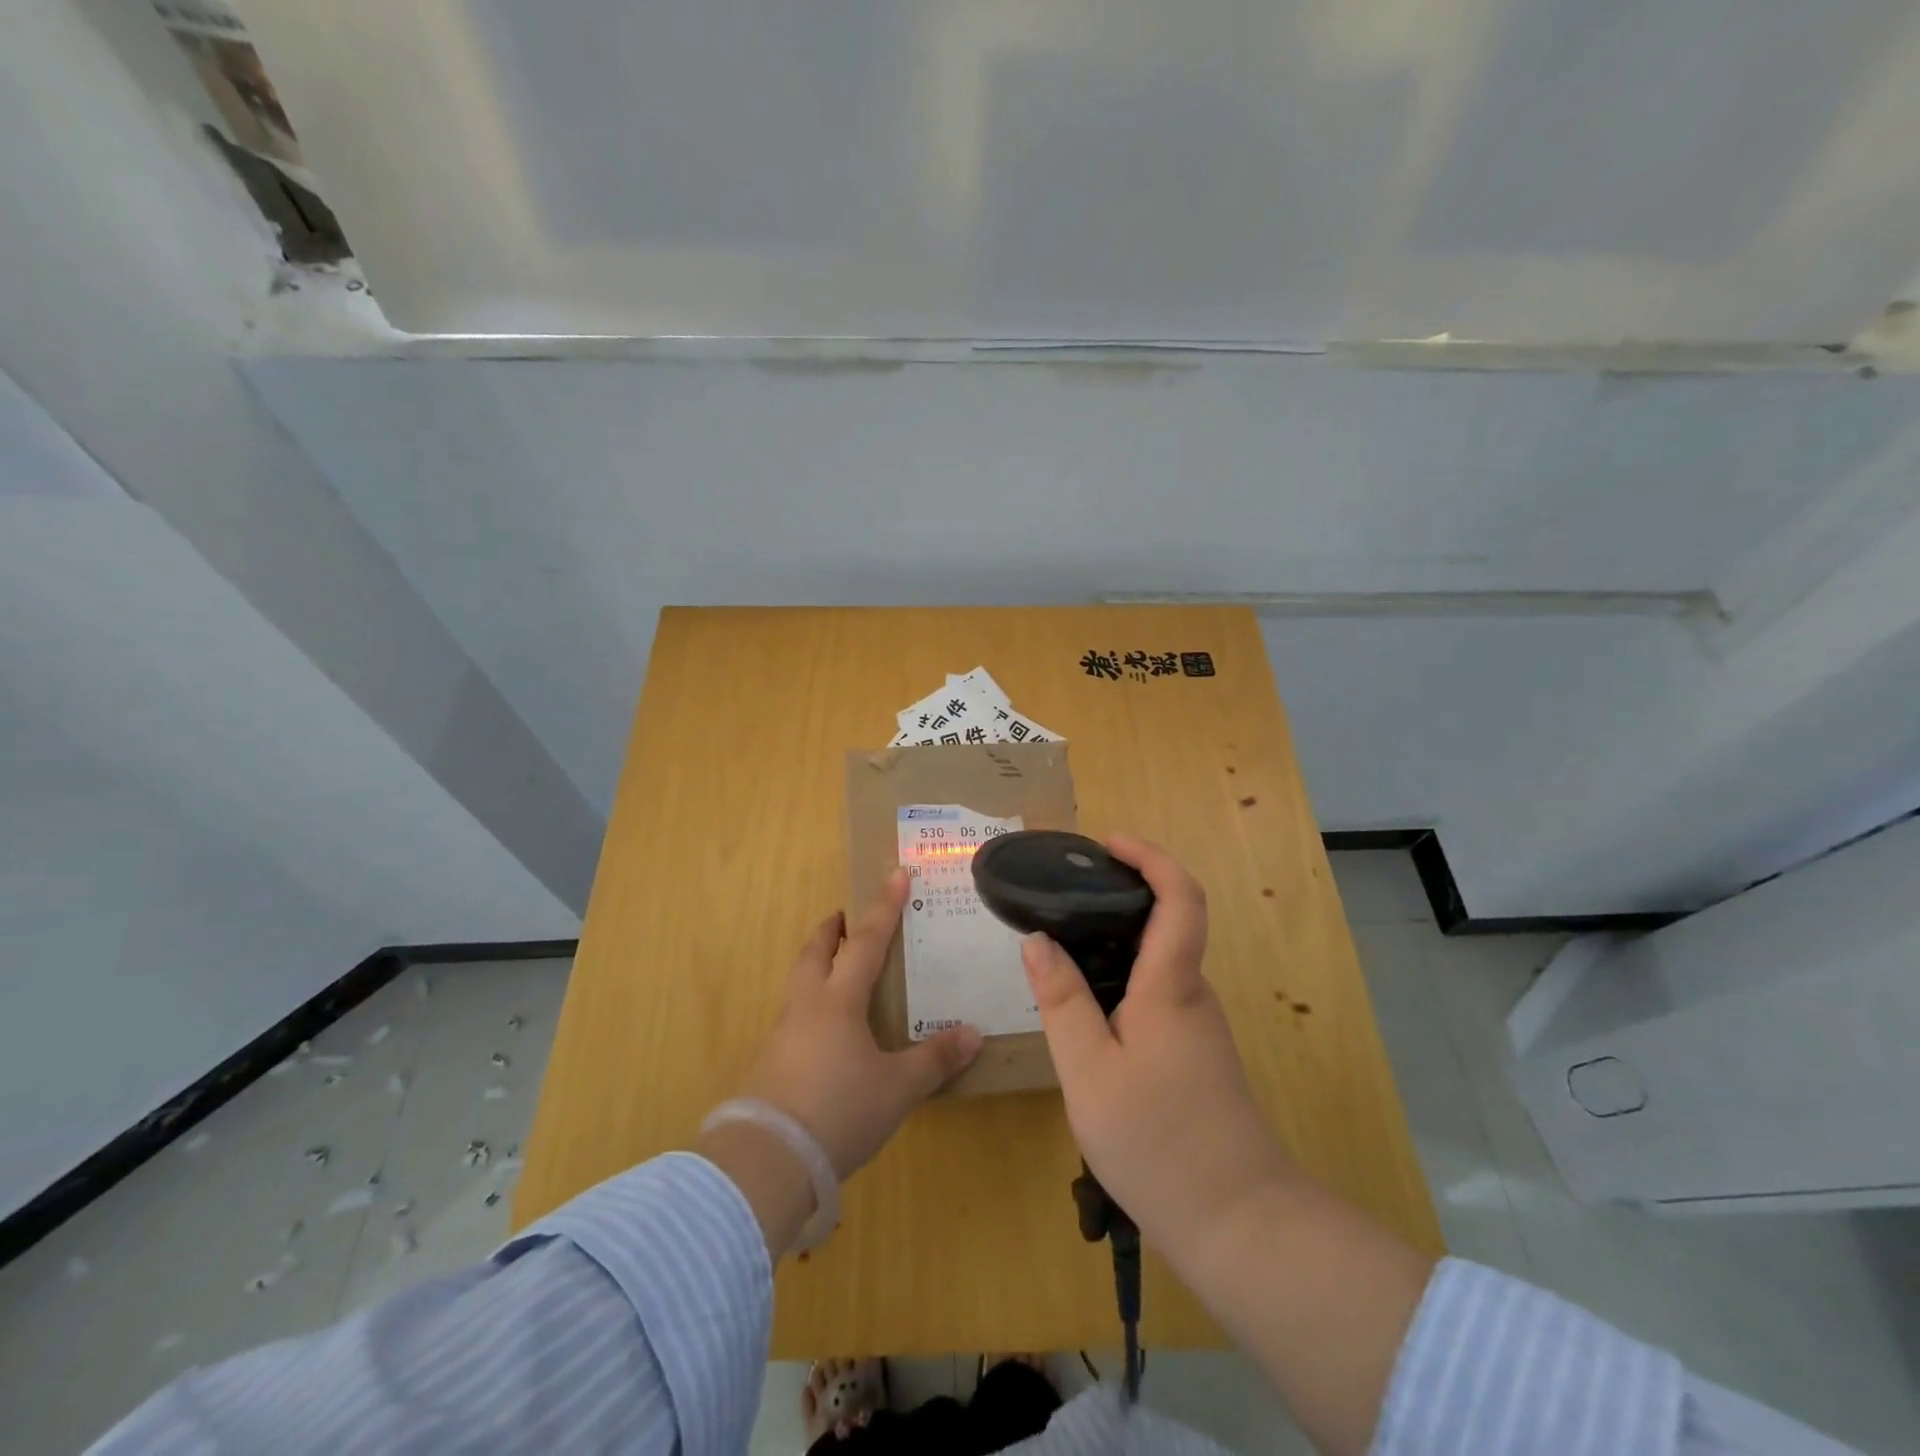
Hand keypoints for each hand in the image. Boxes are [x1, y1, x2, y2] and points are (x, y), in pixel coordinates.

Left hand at [738, 867, 982, 1178]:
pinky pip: (792, 1017)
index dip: (884, 907)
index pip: (868, 941)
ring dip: (816, 965)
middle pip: (815, 952)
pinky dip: (809, 1005)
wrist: (767, 1159)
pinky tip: (822, 1032)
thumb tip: (974, 1033)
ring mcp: (781, 1034)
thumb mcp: (898, 1087)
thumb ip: (935, 1059)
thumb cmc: (840, 1110)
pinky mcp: (768, 1064)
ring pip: (798, 983)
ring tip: (834, 969)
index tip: (895, 874)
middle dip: (832, 929)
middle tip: (843, 916)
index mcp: (839, 1000)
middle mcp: (806, 1006)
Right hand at [1021, 834, 1290, 1264]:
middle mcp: (1193, 995)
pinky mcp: (1196, 1055)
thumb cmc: (1157, 1141)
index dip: (1151, 857)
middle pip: (1168, 923)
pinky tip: (1085, 1013)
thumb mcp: (1088, 1070)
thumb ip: (1061, 1000)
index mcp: (1172, 986)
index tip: (1108, 844)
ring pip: (1158, 964)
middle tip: (1063, 897)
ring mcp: (1199, 1027)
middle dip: (1121, 896)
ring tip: (1061, 951)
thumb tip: (1038, 939)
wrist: (1239, 1224)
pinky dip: (1122, 982)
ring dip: (1116, 944)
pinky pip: (1157, 997)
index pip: (1180, 897)